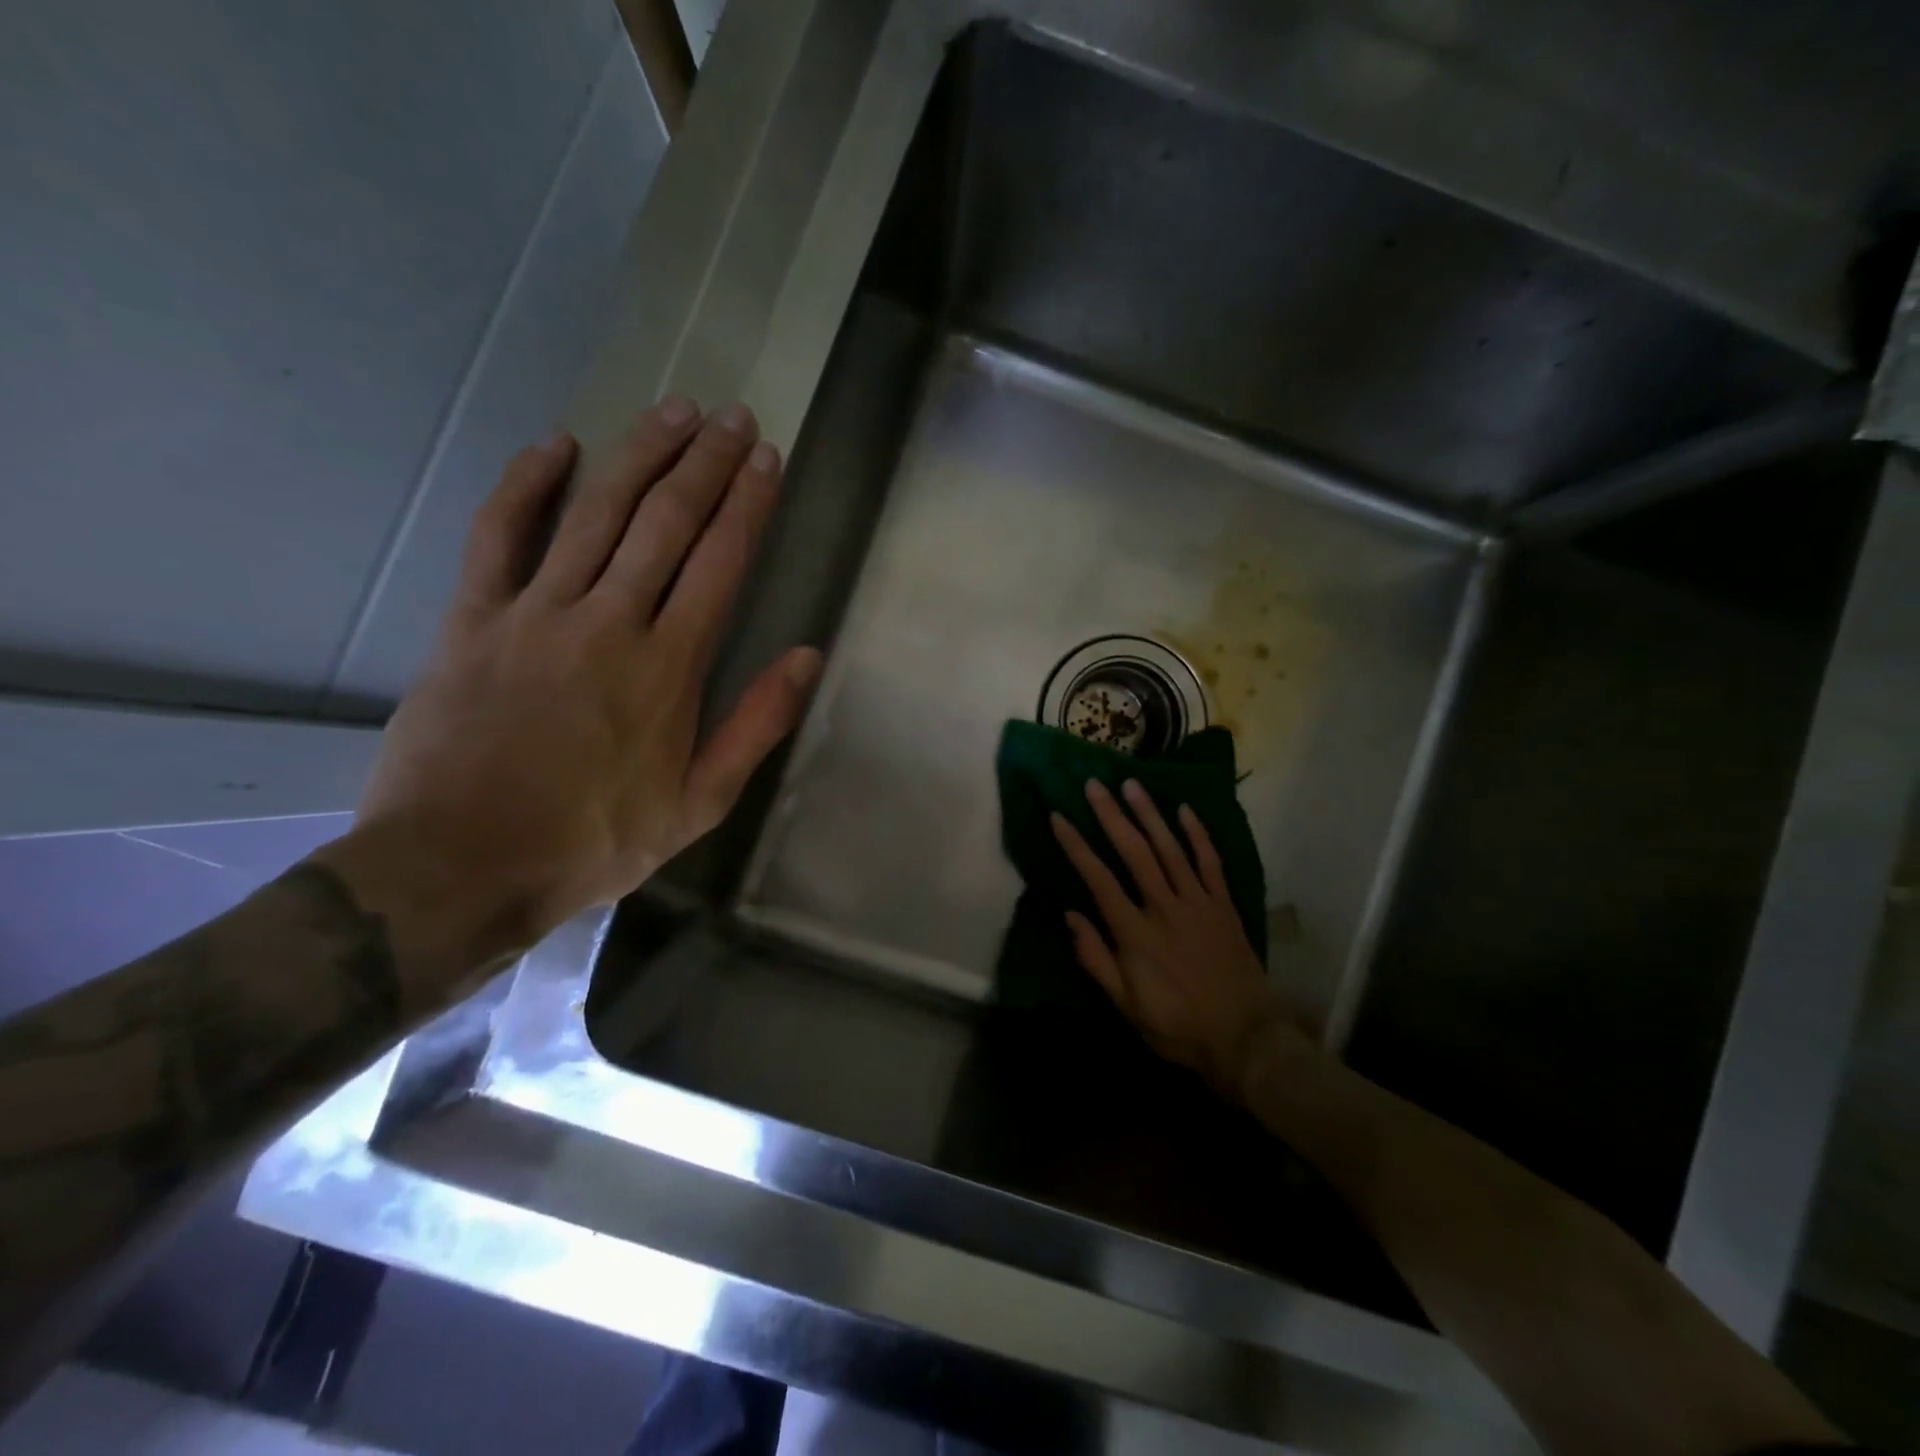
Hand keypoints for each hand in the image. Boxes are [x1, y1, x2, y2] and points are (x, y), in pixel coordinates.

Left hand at [324, 398, 820, 994]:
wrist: (460, 867)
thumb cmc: (594, 841)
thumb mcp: (699, 804)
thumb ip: (755, 725)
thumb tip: (805, 656)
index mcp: (668, 668)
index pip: (720, 563)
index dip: (748, 504)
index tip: (768, 459)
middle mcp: (608, 622)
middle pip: (665, 522)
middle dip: (706, 463)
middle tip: (734, 416)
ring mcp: (535, 613)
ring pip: (596, 513)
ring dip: (640, 454)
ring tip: (675, 410)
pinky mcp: (473, 619)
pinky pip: (499, 534)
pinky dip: (527, 483)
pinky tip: (556, 443)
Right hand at [1051, 779, 1298, 1095]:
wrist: (1245, 1038)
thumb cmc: (1177, 1026)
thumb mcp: (1126, 1005)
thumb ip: (1095, 959)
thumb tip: (1070, 915)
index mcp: (1135, 933)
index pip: (1098, 879)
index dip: (1076, 846)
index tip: (1058, 816)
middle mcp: (1165, 908)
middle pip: (1134, 852)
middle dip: (1111, 816)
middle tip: (1094, 784)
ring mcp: (1199, 903)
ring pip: (1171, 849)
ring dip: (1150, 814)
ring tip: (1132, 784)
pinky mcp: (1224, 905)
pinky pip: (1210, 862)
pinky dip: (1198, 835)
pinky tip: (1185, 810)